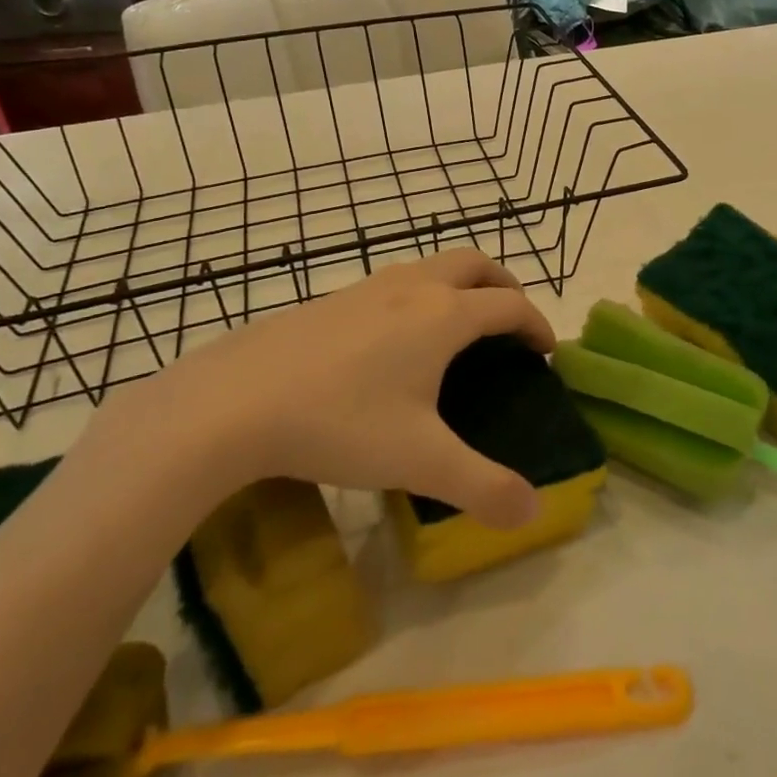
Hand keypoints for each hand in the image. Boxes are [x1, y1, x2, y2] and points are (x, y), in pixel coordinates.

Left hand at [113, 251, 550, 528]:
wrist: (231, 403)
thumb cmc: (339, 423)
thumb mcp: (419, 461)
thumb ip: (481, 487)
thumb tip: (532, 512)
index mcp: (443, 316)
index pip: (509, 305)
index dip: (536, 324)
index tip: (545, 352)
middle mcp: (411, 288)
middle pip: (475, 264)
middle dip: (503, 286)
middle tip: (510, 323)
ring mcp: (366, 289)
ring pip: (430, 267)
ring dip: (459, 285)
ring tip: (457, 329)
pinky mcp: (329, 300)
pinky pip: (392, 284)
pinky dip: (418, 296)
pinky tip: (393, 342)